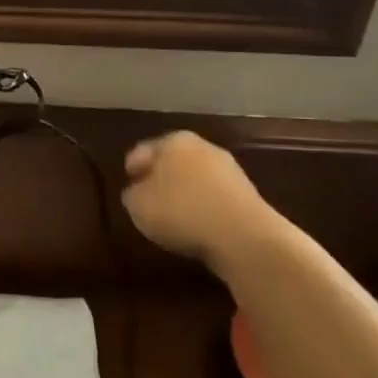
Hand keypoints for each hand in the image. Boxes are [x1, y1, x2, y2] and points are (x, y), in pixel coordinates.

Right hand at [121, 130, 289, 276]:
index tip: (128, 191)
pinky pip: (215, 200)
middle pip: (172, 163)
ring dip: (185, 196)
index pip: (142, 152)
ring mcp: (230, 170)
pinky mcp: (249, 196)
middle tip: (149, 203)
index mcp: (172, 141)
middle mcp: (202, 147)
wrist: (244, 236)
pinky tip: (199, 228)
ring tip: (174, 221)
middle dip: (161, 180)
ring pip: (196, 181)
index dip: (132, 171)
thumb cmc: (180, 211)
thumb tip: (139, 193)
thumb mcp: (137, 205)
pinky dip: (205, 211)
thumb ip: (132, 194)